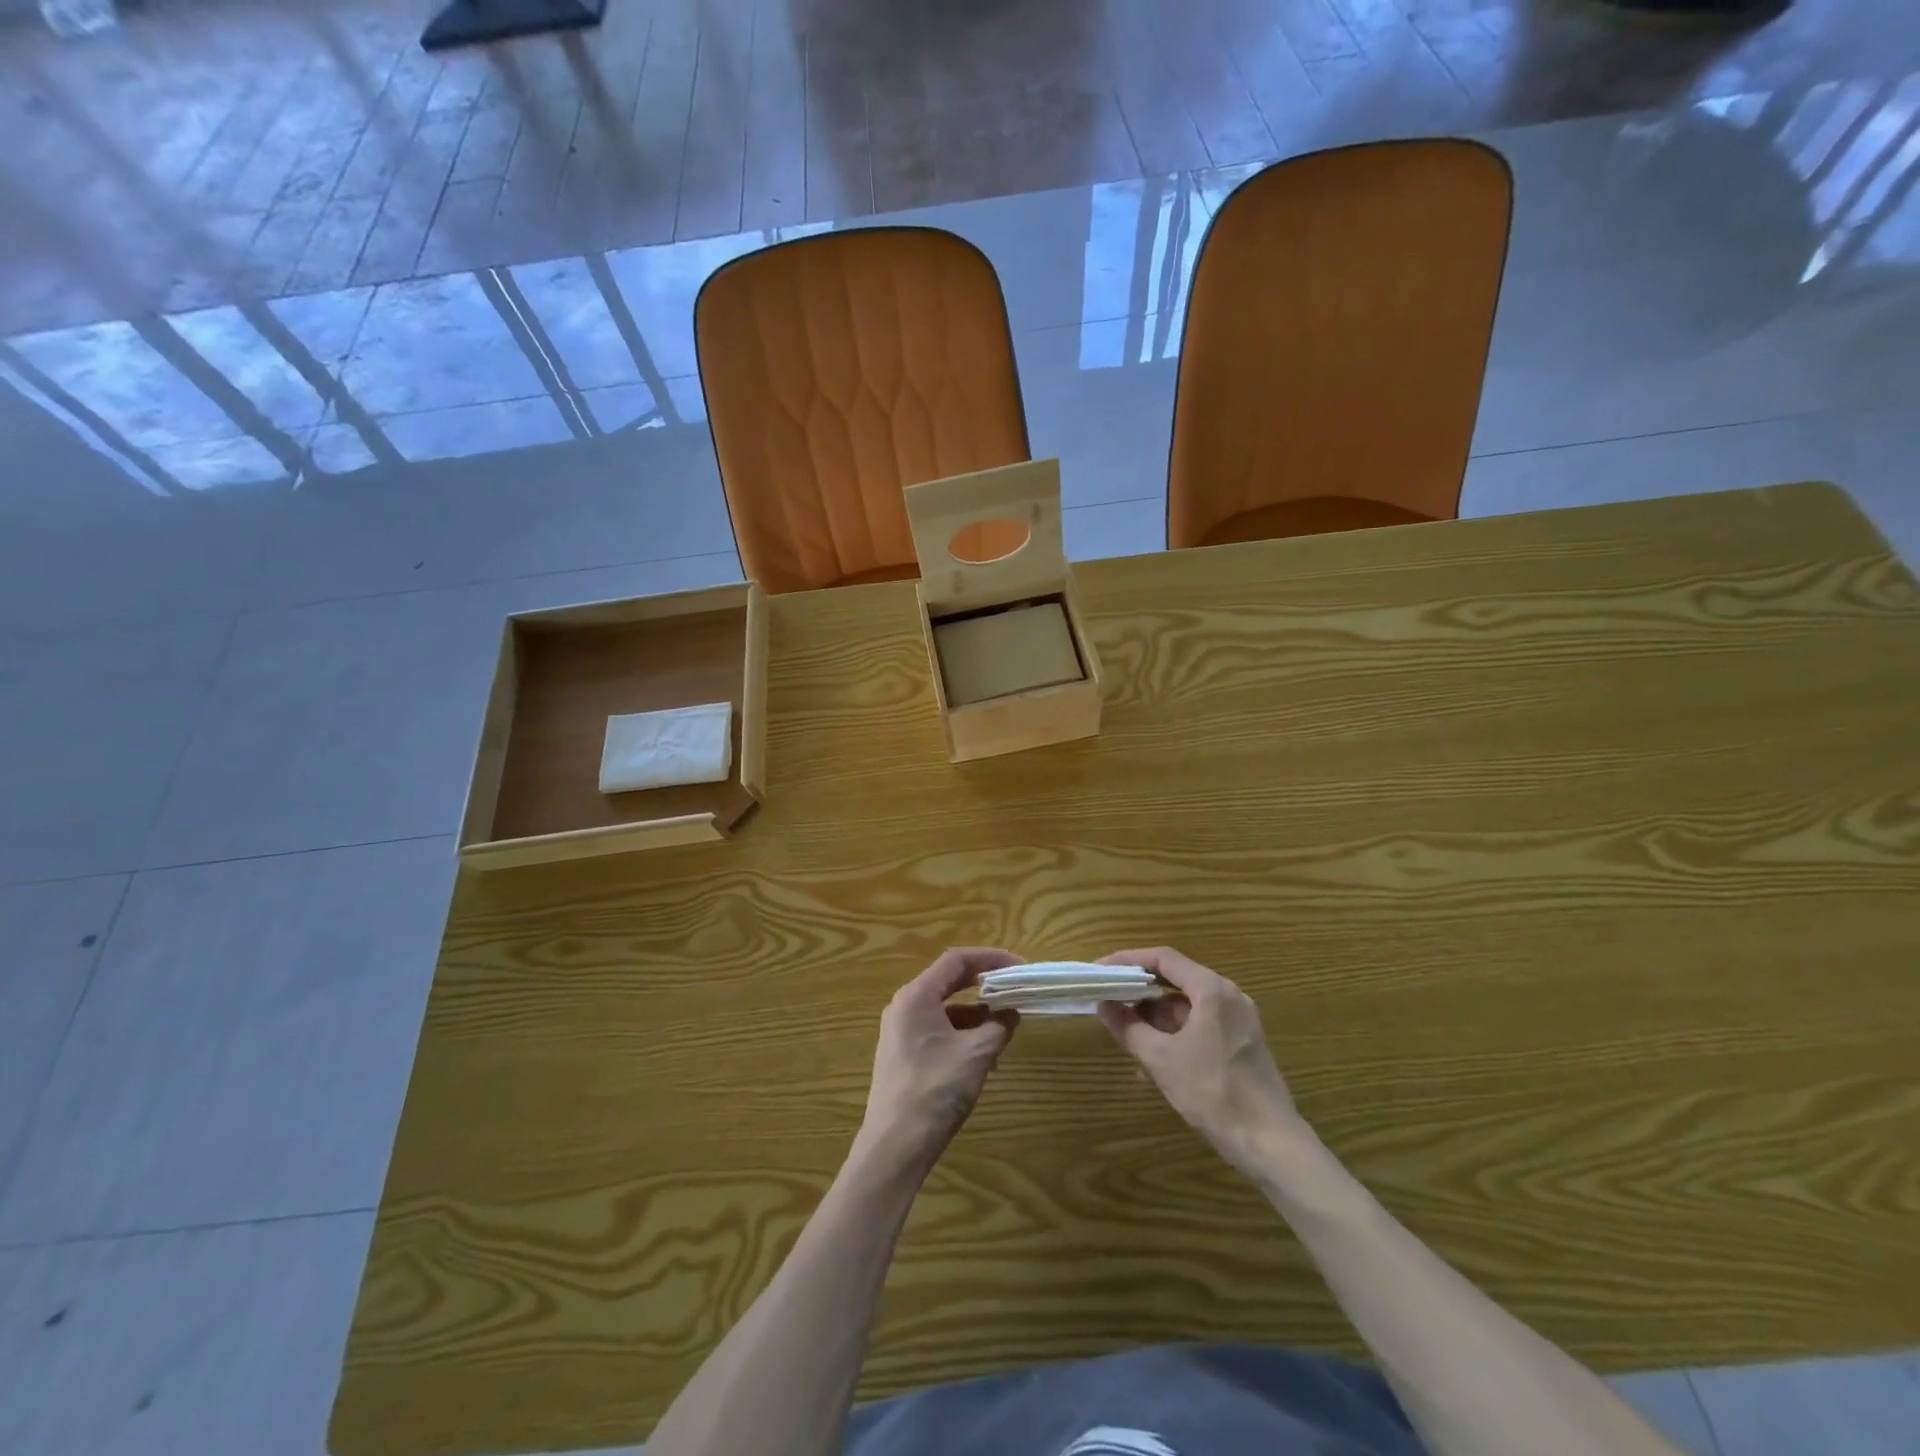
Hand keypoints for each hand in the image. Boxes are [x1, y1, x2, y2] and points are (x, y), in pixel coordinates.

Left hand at [857, 948, 1021, 1175]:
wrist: (895, 1146)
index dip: (990, 958)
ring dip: (976, 1015)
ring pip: (945, 1009)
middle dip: (984, 986)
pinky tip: (983, 1056)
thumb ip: (998, 1026)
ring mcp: (900, 1031)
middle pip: (949, 981)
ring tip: (1004, 1031)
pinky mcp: (902, 1054)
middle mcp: (904, 1006)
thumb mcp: (976, 1054)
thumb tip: (1011, 1012)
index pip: (956, 960)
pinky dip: (962, 1034)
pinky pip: (937, 1030)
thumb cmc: (935, 1090)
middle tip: (1014, 991)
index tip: (1019, 966)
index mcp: (916, 996)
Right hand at [1097, 947, 1304, 1176]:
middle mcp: (1229, 996)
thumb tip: (1104, 1005)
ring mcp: (1239, 1020)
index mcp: (1212, 990)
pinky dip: (1175, 1033)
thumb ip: (1129, 1027)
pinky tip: (1154, 1059)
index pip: (1163, 959)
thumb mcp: (1161, 1060)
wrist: (1271, 1144)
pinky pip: (1201, 1025)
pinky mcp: (1242, 1043)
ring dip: (1155, 1017)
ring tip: (1126, 1034)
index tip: (1101, 970)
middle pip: (1176, 979)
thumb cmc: (1213, 1093)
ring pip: (1187, 1006)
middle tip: (1109, 1000)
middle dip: (1140, 991)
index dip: (1128, 960)